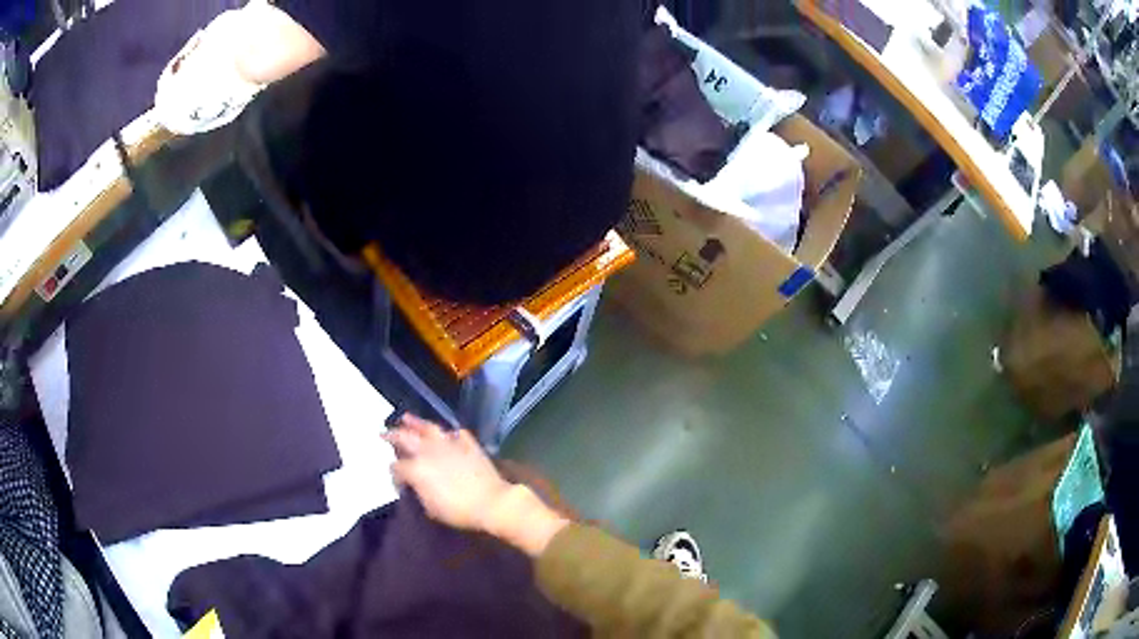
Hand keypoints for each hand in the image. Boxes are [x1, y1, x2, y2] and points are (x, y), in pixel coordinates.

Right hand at [383, 415, 512, 531]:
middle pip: (405, 438)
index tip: (398, 481)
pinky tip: (447, 433)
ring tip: (406, 418)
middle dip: (392, 435)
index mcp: (416, 468)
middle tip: (384, 433)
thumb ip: (418, 492)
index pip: (396, 467)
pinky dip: (450, 433)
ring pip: (429, 428)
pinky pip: (457, 434)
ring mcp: (449, 444)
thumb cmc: (457, 510)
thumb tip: (415, 485)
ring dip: (416, 423)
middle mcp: (428, 451)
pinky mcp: (468, 444)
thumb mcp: (430, 508)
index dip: (394, 475)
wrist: (490, 502)